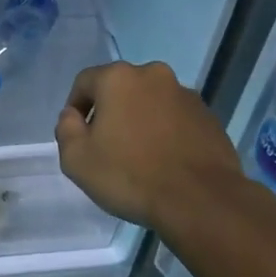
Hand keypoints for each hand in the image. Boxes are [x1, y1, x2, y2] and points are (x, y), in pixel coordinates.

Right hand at [55, 61, 240, 234]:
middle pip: (120, 88)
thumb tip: (73, 116)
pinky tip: (165, 161)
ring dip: (141, 120)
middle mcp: (154, 75)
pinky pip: (176, 118)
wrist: (200, 201)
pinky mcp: (209, 116)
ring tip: (140, 156)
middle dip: (110, 111)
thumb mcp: (77, 159)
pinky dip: (166, 131)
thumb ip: (66, 129)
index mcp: (118, 78)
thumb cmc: (130, 176)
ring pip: (151, 102)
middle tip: (107, 145)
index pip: (85, 82)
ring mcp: (186, 94)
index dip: (76, 107)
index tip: (78, 135)